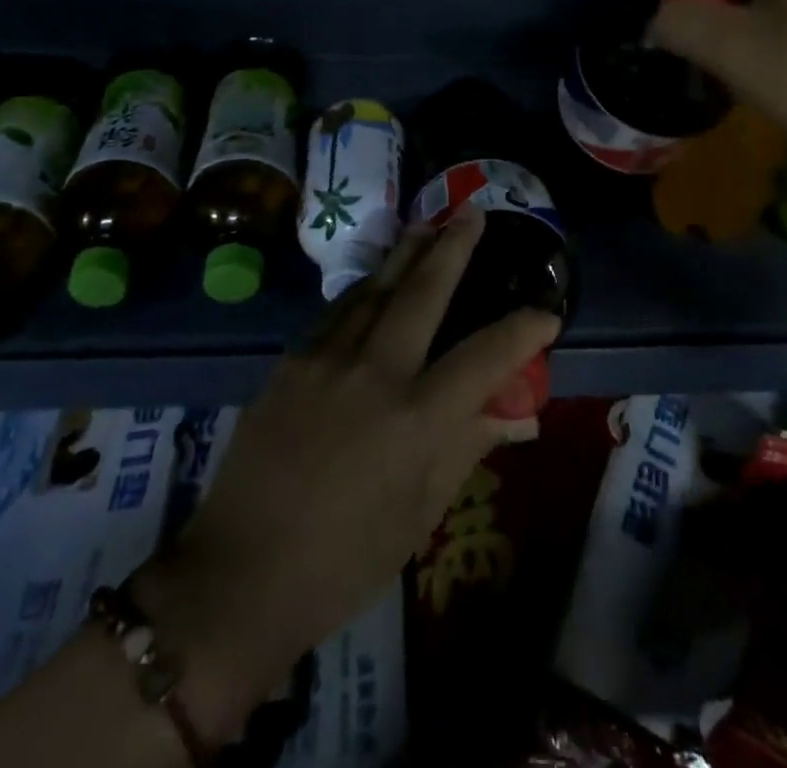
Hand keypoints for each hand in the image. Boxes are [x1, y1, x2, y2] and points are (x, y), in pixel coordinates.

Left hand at [136, 210, 558, 743]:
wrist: (239, 573)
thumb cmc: (344, 560)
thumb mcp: (420, 514)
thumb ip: (468, 447)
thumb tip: (518, 415)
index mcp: (415, 419)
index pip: (486, 356)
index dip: (523, 330)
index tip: (547, 313)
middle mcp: (374, 372)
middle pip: (424, 291)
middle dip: (454, 247)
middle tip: (473, 213)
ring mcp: (327, 359)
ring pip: (376, 287)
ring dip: (407, 253)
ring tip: (428, 225)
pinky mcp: (292, 360)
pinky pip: (339, 310)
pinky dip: (366, 288)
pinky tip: (377, 278)